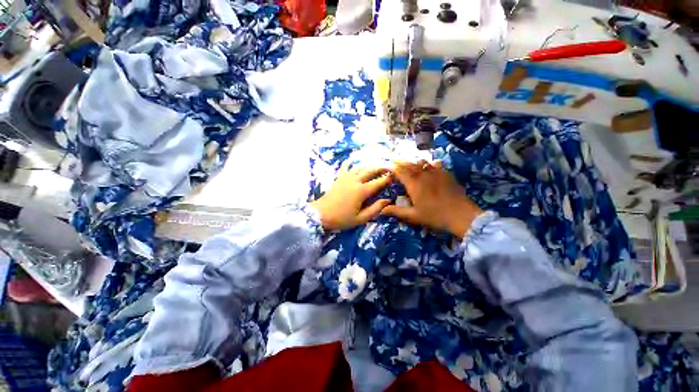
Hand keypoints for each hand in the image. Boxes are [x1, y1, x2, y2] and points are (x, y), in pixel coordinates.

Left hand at [310, 166, 391, 230]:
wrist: (321, 214)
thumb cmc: (341, 218)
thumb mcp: (360, 218)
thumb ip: (375, 209)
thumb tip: (387, 200)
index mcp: (362, 191)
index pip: (378, 182)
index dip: (387, 178)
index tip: (394, 175)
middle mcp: (355, 181)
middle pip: (370, 171)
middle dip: (380, 168)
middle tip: (388, 167)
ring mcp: (346, 178)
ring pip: (360, 167)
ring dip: (369, 166)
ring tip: (376, 166)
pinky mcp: (339, 178)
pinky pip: (346, 167)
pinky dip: (351, 163)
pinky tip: (354, 161)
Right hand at [382, 161, 481, 237]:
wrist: (461, 215)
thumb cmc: (434, 216)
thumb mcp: (413, 216)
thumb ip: (396, 211)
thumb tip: (381, 210)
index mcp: (413, 184)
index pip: (400, 171)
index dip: (393, 168)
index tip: (388, 168)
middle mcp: (423, 175)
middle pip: (410, 165)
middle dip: (401, 163)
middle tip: (396, 162)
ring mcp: (436, 173)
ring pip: (422, 163)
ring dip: (414, 163)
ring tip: (410, 164)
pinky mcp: (446, 174)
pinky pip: (435, 164)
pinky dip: (428, 164)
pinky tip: (429, 166)